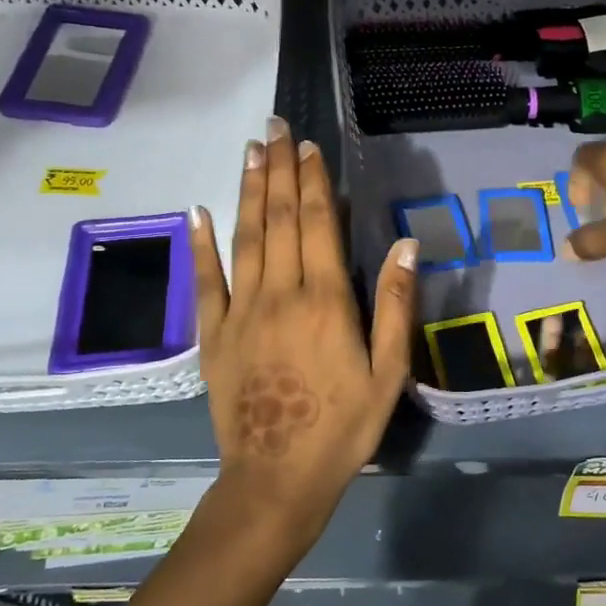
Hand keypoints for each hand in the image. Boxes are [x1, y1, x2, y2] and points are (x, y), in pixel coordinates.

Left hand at [192, 118, 416, 534]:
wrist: (278, 479)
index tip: (308, 146)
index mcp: (325, 302)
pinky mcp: (213, 337)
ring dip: (248, 192)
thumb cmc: (343, 427)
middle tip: (274, 127)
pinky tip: (198, 212)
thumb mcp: (388, 373)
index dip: (314, 182)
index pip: (318, 225)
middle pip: (279, 220)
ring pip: (244, 239)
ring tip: (249, 152)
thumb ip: (395, 305)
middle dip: (278, 170)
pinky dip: (200, 245)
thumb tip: (407, 243)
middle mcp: (279, 295)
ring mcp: (240, 314)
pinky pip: (205, 282)